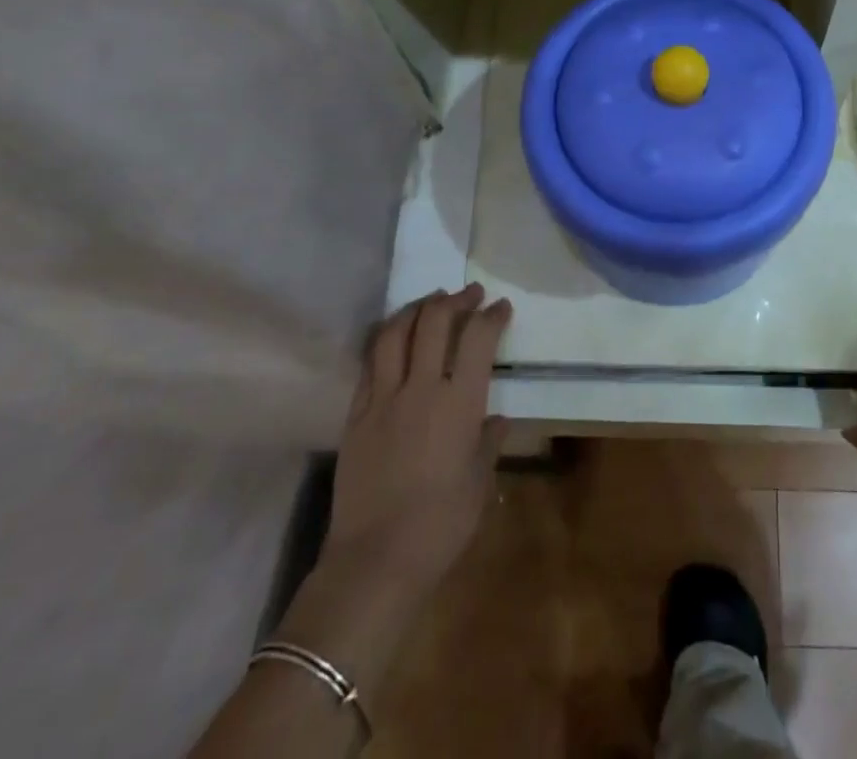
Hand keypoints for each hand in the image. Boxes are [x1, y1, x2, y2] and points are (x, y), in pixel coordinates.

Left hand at [276, 285, 511, 682]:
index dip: (492, 315)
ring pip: (395, 333)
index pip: (478, 338)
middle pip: (434, 321)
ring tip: (431, 302)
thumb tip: (496, 420)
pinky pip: (370, 364)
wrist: (374, 562)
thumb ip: (489, 442)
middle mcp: (421, 388)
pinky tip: (395, 339)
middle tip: (469, 294)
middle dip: (456, 300)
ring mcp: (382, 399)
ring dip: (416, 308)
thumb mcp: (480, 482)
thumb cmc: (442, 525)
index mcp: (459, 402)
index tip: (501, 307)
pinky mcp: (355, 415)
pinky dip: (386, 341)